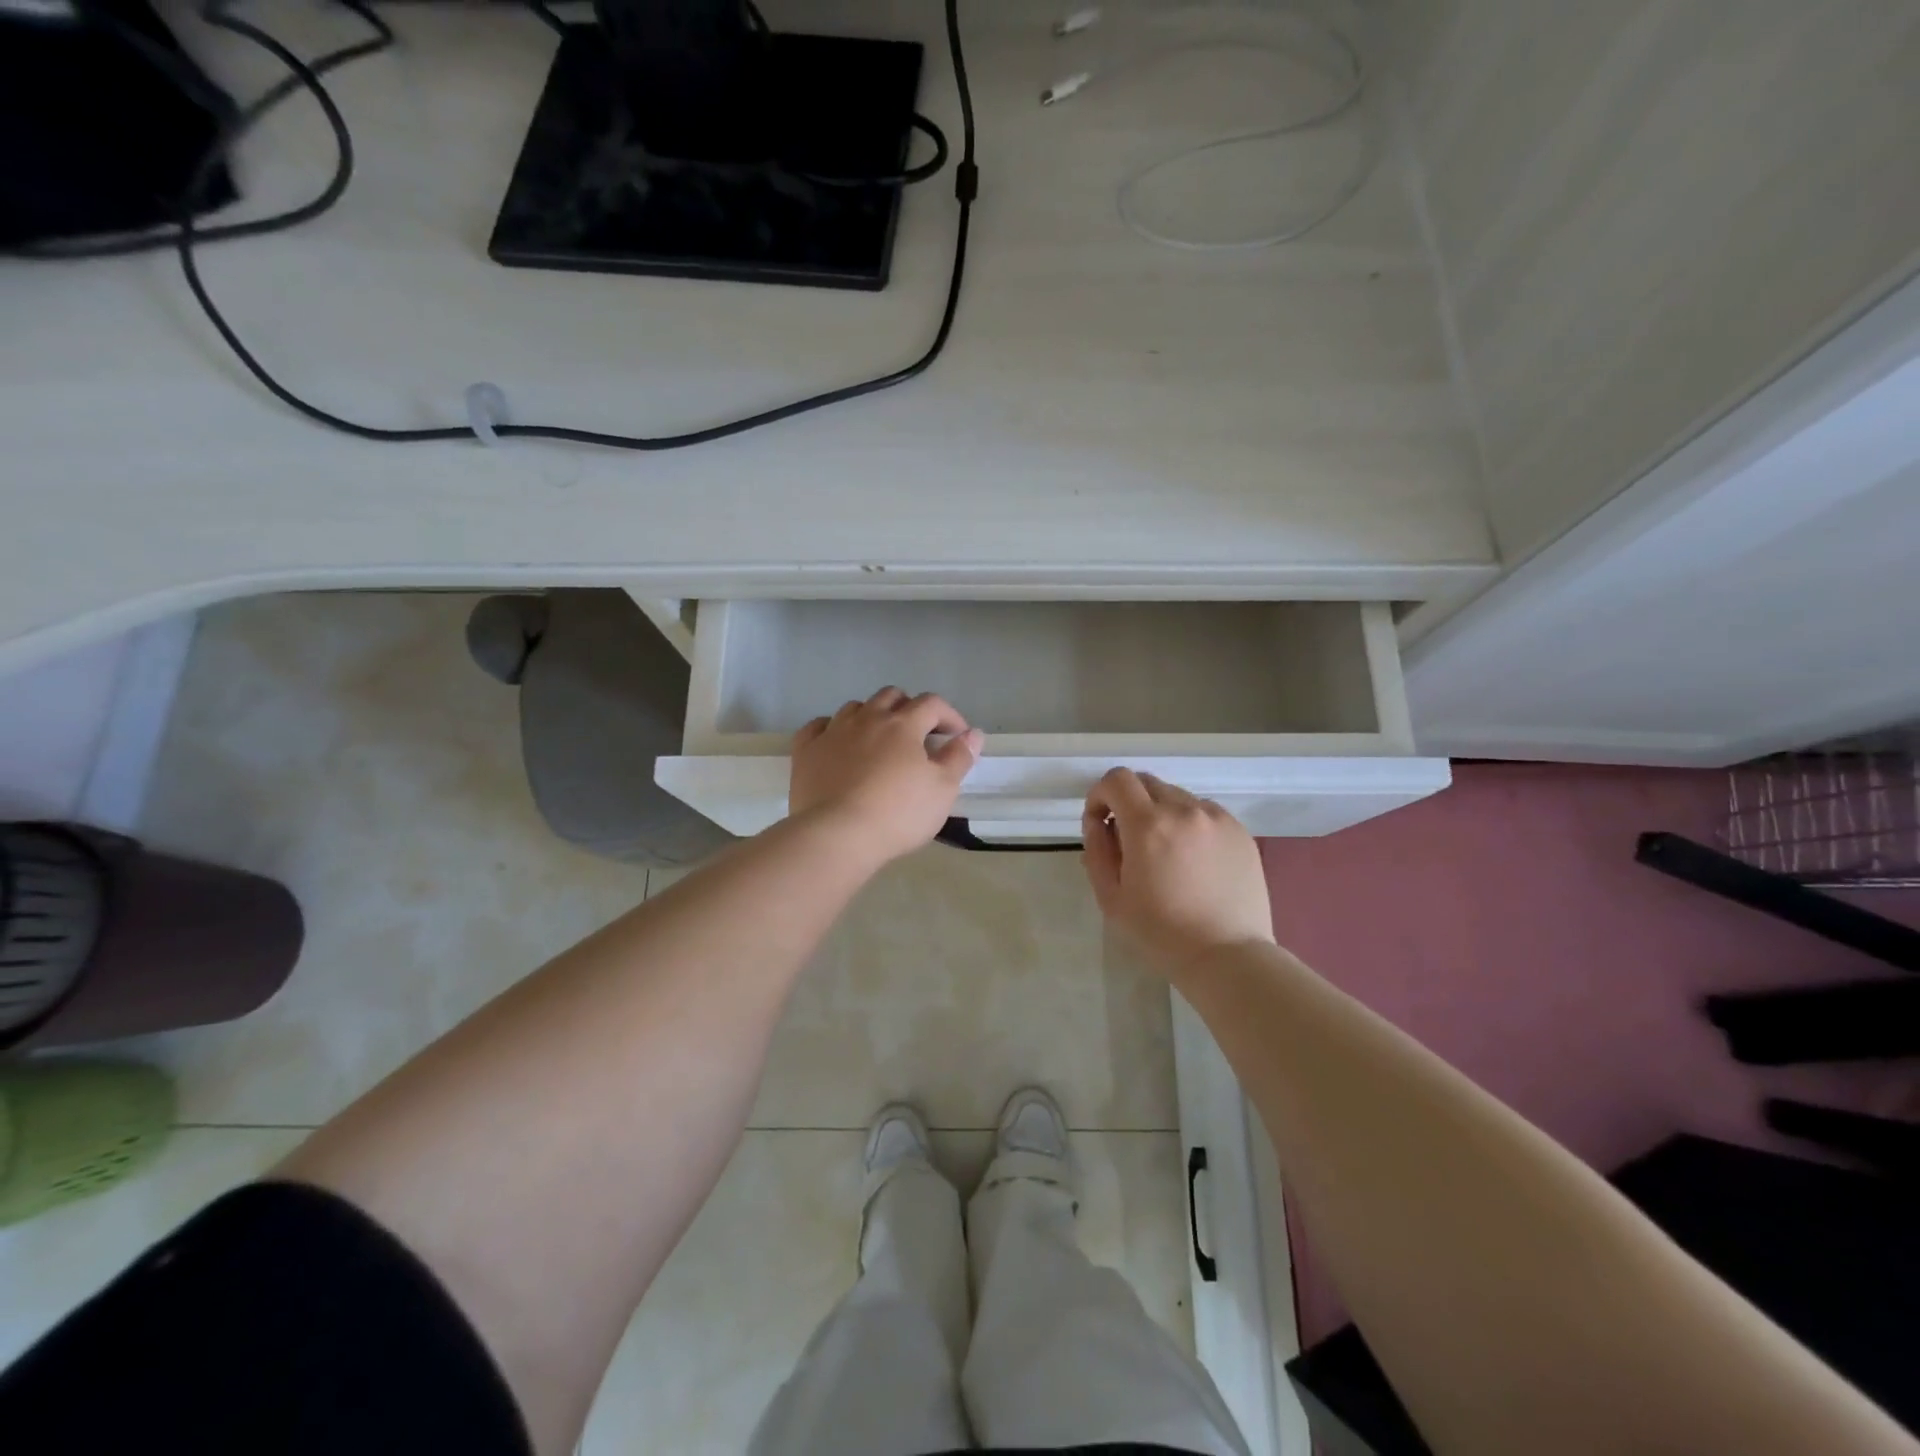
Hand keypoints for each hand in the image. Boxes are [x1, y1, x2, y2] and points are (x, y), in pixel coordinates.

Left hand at [790, 688, 983, 864]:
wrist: (837, 835)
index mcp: (903, 724)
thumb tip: (973, 734)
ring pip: (855, 707)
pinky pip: (819, 726)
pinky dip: (832, 729)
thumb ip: (959, 757)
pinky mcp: (806, 750)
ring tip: (879, 740)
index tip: (956, 736)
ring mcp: (833, 731)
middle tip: (918, 735)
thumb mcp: (942, 789)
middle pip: (891, 696)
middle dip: (909, 708)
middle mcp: (867, 718)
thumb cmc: (898, 813)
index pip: (931, 703)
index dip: (948, 715)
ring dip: (872, 716)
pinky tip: (838, 743)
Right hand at [1082, 768, 1274, 972]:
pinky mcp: (1240, 831)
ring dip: (1161, 813)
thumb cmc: (1161, 933)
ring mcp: (1217, 818)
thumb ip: (1097, 850)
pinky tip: (1194, 861)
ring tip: (1165, 853)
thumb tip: (1098, 822)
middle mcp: (1184, 810)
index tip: (1100, 822)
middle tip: (1129, 839)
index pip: (1117, 780)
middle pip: (1147, 782)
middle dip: (1129, 802)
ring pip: (1177, 797)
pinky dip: (1190, 825)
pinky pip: (1205, 813)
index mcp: (1148, 824)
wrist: (1227, 957)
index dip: (1100, 794)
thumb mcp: (1111, 896)